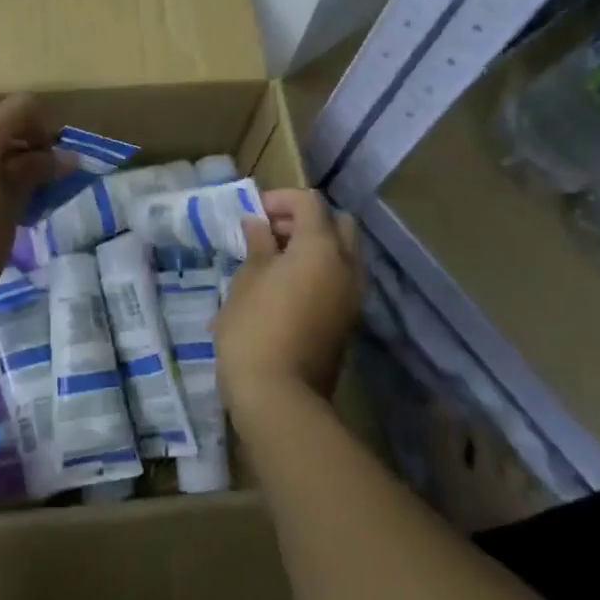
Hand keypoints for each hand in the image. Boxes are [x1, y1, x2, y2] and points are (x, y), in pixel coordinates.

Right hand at [216, 188, 363, 416]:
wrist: (280, 400)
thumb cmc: (254, 329)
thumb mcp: (247, 279)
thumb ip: (258, 245)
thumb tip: (258, 224)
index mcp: (321, 248)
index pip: (310, 202)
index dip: (281, 199)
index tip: (254, 214)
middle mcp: (346, 266)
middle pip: (338, 223)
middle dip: (307, 219)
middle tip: (272, 232)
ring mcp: (352, 297)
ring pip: (344, 253)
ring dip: (316, 245)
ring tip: (275, 259)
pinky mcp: (348, 321)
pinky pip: (340, 279)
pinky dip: (320, 270)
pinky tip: (286, 285)